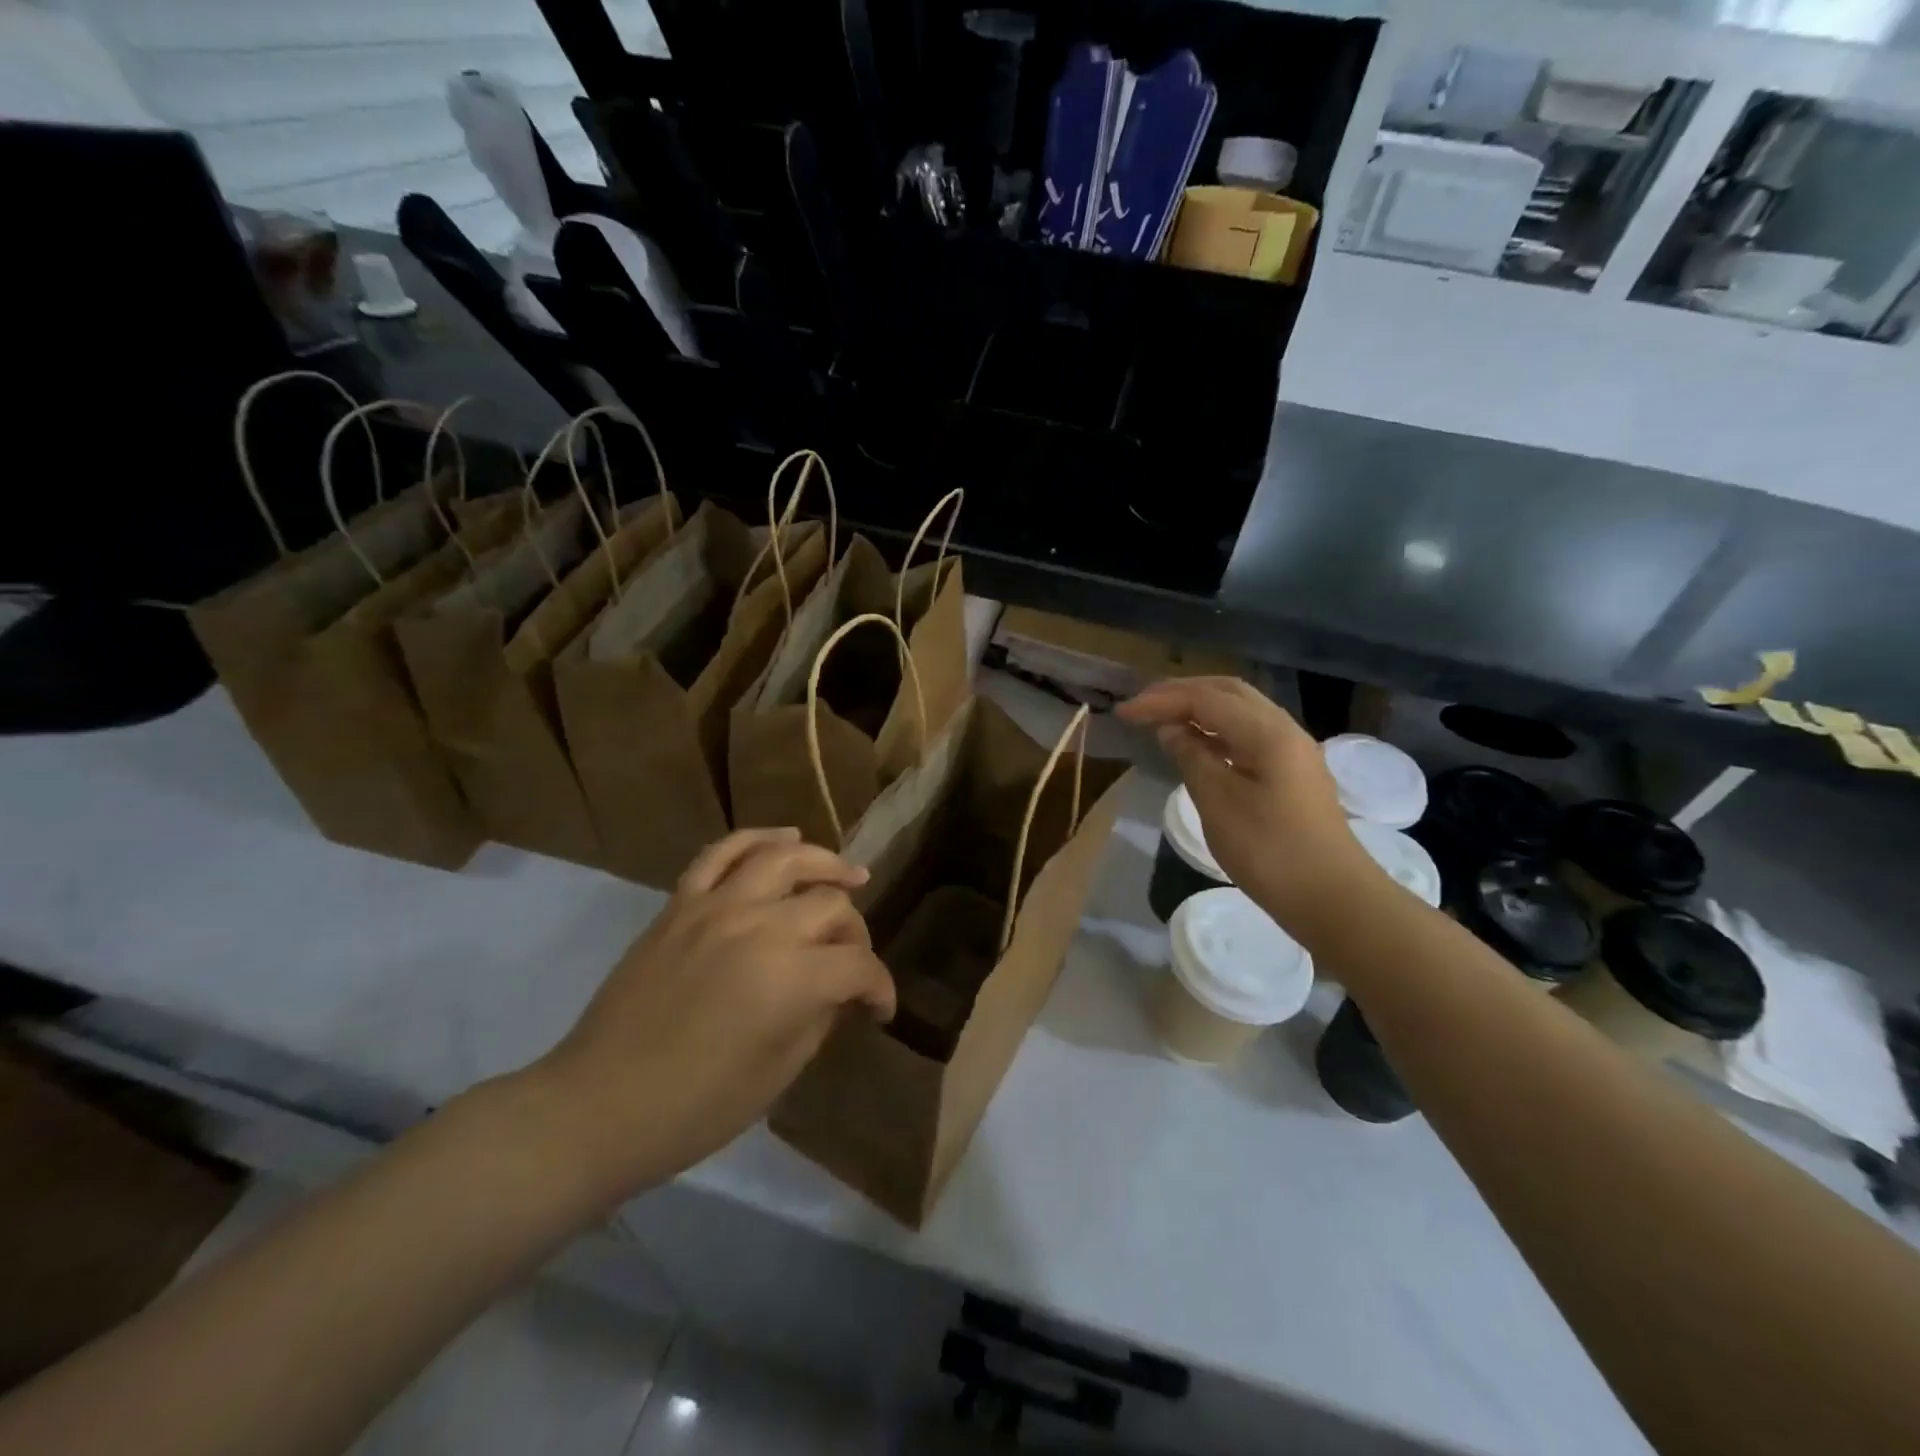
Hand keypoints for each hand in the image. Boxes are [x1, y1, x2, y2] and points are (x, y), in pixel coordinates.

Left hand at [523, 829, 895, 1204]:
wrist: (598, 1106)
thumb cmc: (695, 1107)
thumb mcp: (778, 1074)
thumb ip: (820, 1018)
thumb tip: (840, 991)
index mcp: (791, 978)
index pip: (858, 965)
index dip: (879, 987)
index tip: (879, 1009)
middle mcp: (761, 927)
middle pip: (830, 905)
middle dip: (855, 933)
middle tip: (852, 960)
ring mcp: (717, 907)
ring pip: (785, 858)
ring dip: (824, 862)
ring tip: (847, 875)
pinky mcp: (681, 903)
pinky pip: (722, 852)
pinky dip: (758, 838)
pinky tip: (785, 838)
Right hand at [1119, 677, 1381, 936]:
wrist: (1333, 898)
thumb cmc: (1270, 851)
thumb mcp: (1219, 803)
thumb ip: (1192, 758)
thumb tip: (1172, 730)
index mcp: (1267, 732)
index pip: (1205, 699)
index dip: (1161, 700)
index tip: (1123, 712)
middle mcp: (1284, 730)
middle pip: (1227, 693)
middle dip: (1182, 693)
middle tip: (1142, 705)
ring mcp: (1292, 751)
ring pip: (1240, 712)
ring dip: (1199, 709)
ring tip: (1162, 720)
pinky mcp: (1291, 773)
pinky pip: (1248, 735)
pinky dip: (1216, 731)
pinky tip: (1196, 746)